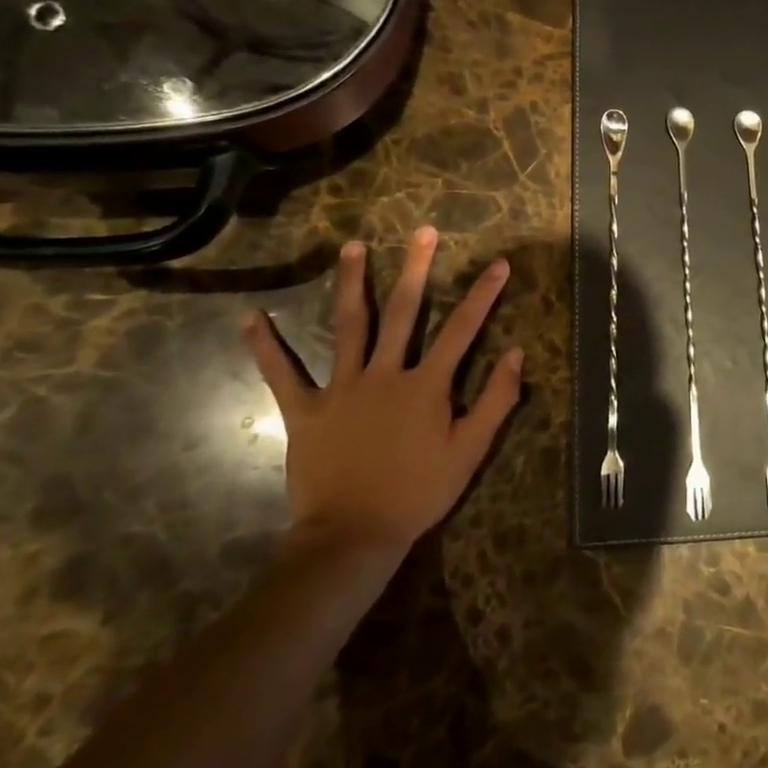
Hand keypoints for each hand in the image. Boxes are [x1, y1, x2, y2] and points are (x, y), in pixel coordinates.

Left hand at [243, 227, 522, 556]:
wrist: (353, 536)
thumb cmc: (418, 493)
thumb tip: (517, 353)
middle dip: (416, 269)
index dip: (483, 294)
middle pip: (404, 312)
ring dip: (351, 284)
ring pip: (348, 326)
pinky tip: (250, 319)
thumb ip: (495, 400)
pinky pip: (282, 375)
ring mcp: (342, 388)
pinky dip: (265, 347)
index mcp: (426, 384)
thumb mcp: (470, 451)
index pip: (463, 329)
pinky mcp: (306, 410)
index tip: (499, 263)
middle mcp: (385, 373)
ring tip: (352, 247)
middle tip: (422, 231)